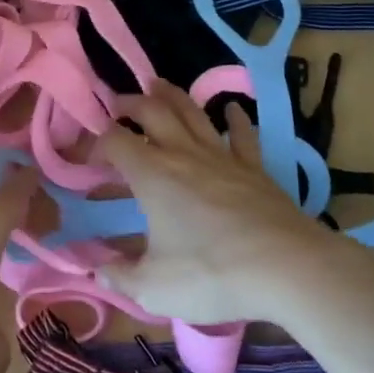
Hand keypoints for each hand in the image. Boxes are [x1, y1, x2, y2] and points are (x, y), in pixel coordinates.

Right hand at [92, 83, 345, 323]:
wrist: (287, 268)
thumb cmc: (212, 274)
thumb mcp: (154, 288)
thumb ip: (120, 276)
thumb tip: (95, 268)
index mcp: (152, 175)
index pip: (114, 141)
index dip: (95, 143)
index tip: (86, 159)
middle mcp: (183, 154)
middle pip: (152, 111)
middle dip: (129, 103)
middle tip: (117, 103)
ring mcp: (221, 156)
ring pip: (192, 112)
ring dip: (171, 95)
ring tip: (157, 85)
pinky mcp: (254, 167)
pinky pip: (241, 134)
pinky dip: (234, 119)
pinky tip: (232, 109)